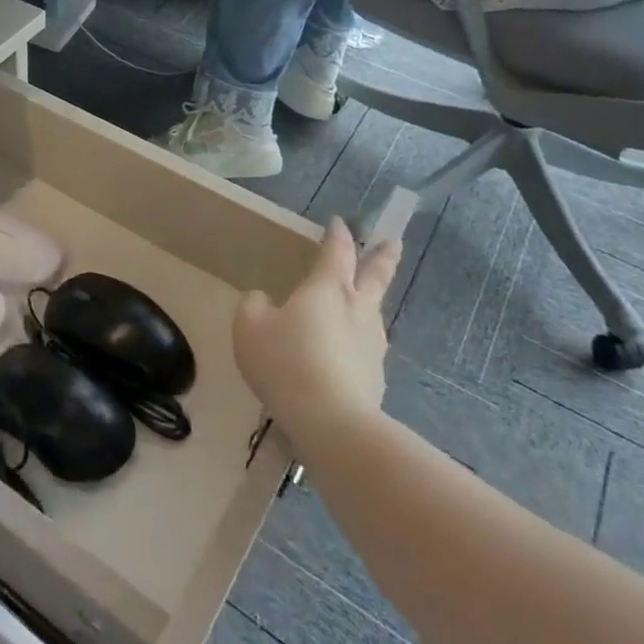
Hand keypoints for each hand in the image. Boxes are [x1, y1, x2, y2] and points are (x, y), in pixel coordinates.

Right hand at [234, 219, 400, 422]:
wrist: (332, 422)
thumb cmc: (286, 362)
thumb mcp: (250, 327)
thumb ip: (254, 306)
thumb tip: (264, 301)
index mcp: (328, 288)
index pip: (337, 251)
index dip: (338, 234)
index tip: (339, 222)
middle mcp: (357, 308)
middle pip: (376, 274)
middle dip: (384, 256)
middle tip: (394, 241)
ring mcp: (372, 344)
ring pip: (373, 312)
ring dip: (369, 301)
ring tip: (360, 302)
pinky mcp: (375, 376)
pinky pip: (364, 348)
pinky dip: (355, 342)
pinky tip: (342, 355)